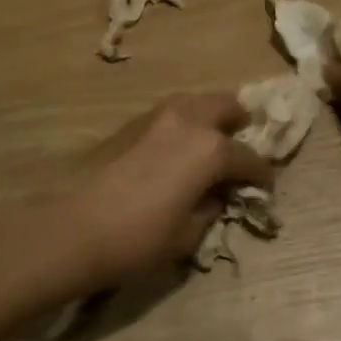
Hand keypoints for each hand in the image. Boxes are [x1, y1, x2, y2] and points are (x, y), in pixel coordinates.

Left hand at [55, 94, 274, 289]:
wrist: (74, 228)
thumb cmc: (139, 238)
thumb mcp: (187, 234)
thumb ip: (210, 209)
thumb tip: (215, 197)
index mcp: (210, 149)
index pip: (249, 157)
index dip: (262, 174)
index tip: (266, 187)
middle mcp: (188, 121)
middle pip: (226, 106)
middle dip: (239, 123)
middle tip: (240, 148)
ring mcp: (157, 117)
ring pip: (195, 102)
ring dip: (209, 118)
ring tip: (209, 145)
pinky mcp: (131, 124)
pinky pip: (170, 114)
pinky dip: (183, 124)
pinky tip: (177, 151)